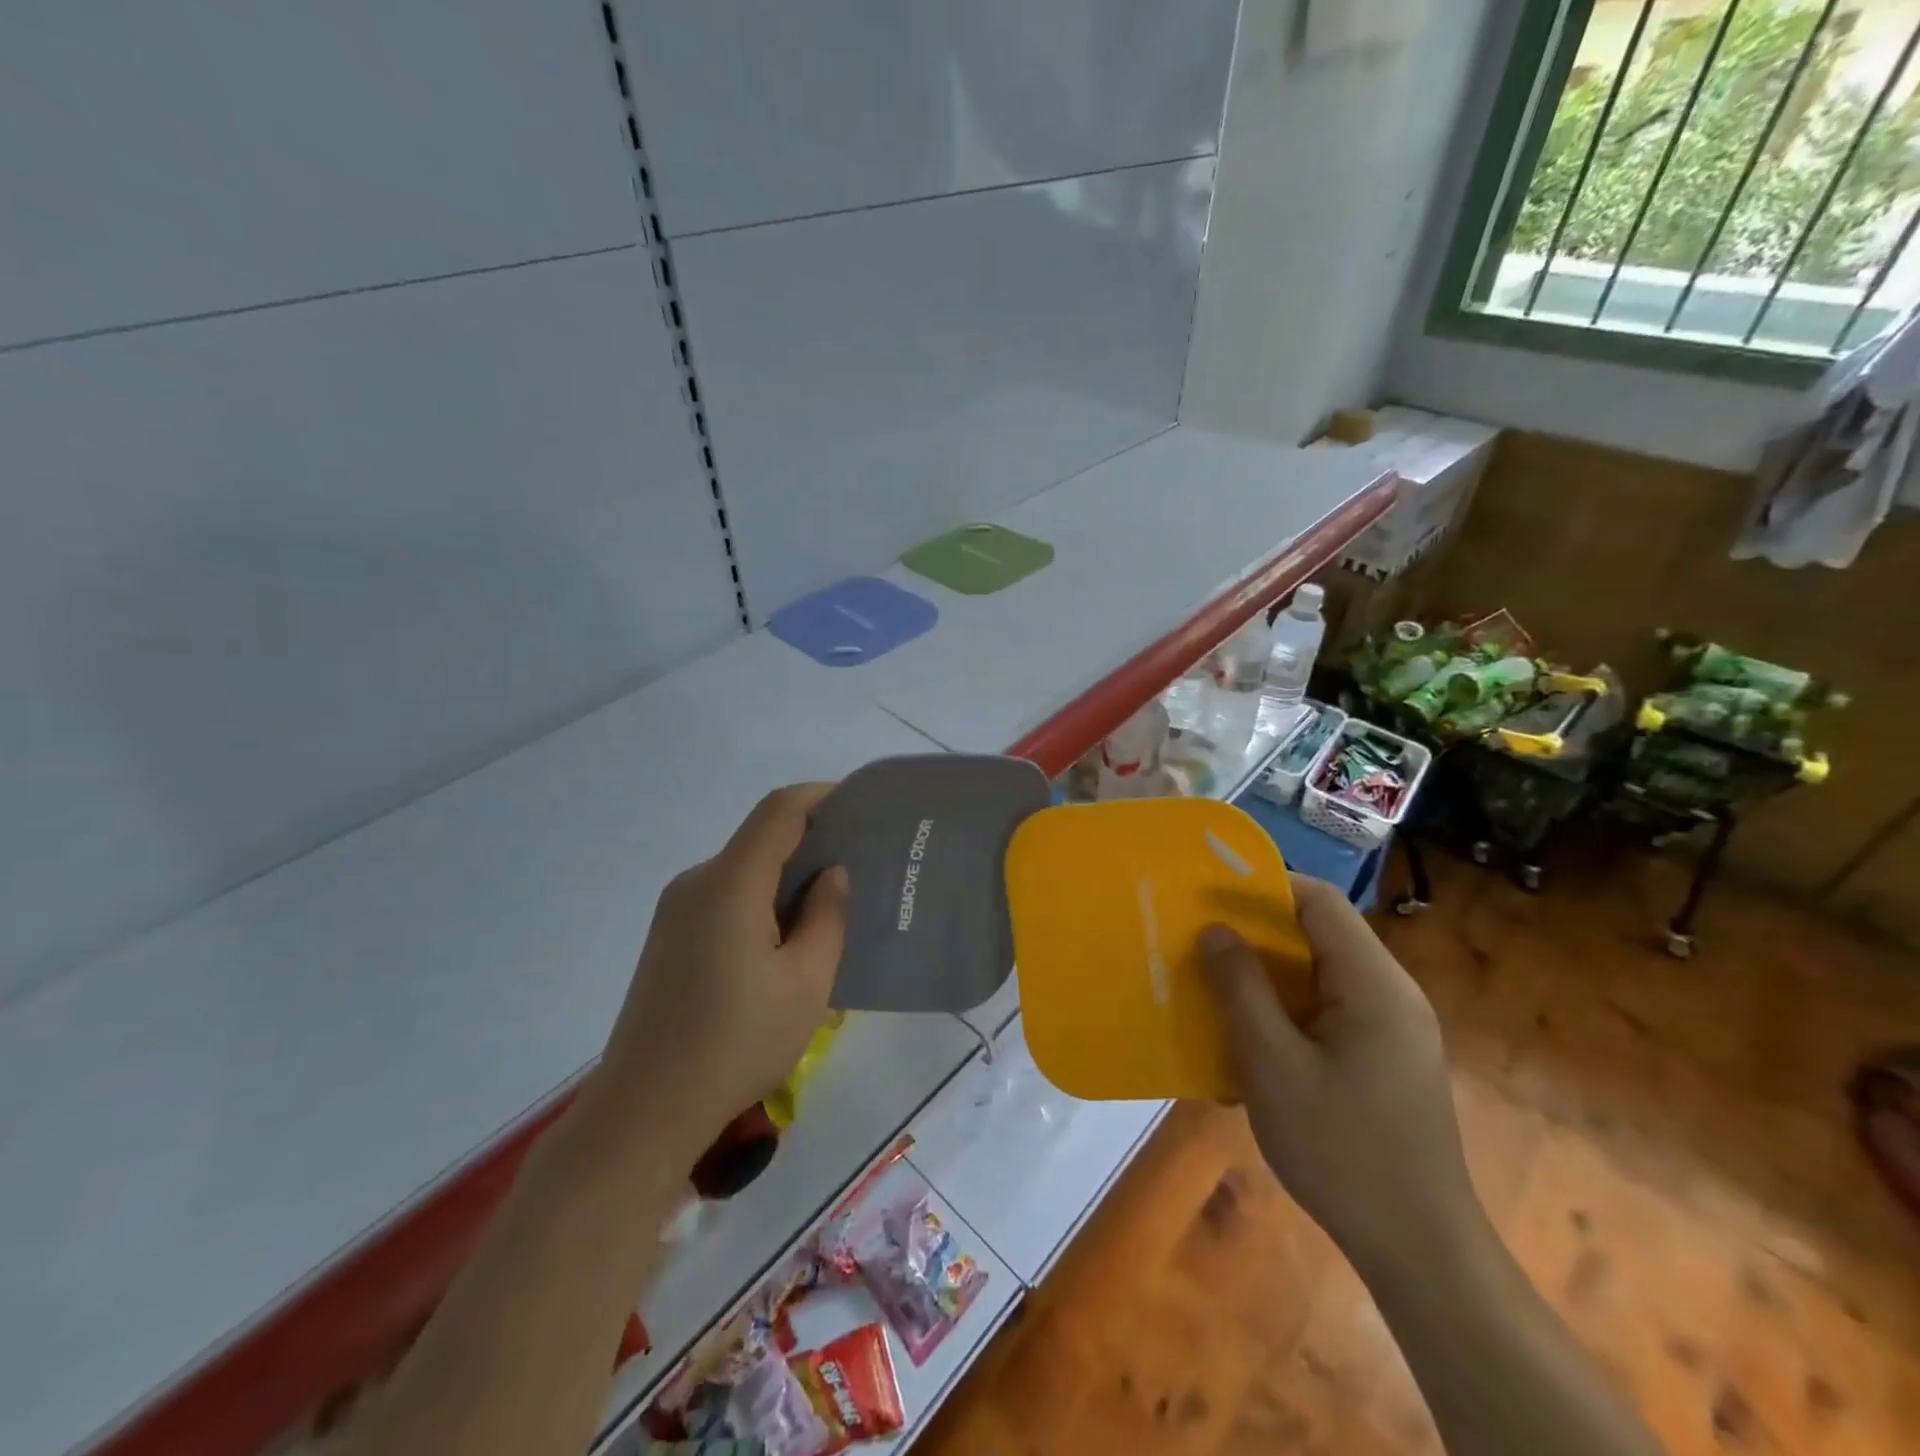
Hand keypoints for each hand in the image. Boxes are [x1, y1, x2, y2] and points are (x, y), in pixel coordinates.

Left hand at [592, 783, 848, 1163]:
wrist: (644, 1111)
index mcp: (730, 883)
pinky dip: (762, 901)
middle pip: (760, 839)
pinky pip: (725, 899)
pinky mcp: (669, 938)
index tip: (861, 808)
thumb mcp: (807, 983)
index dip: (821, 797)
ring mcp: (676, 911)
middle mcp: (697, 883)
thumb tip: (832, 873)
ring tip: (831, 907)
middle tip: (860, 867)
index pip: (779, 811)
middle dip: (812, 842)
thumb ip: (828, 917)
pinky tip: (787, 939)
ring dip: (787, 877)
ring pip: (744, 871)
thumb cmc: (737, 1044)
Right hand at [1201, 875, 1479, 1274]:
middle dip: (1258, 930)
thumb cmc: (1341, 1150)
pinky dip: (1288, 1006)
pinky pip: (1330, 1008)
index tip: (1209, 894)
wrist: (1421, 1251)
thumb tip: (1215, 929)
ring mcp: (1395, 1028)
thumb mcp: (1273, 1065)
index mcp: (1374, 983)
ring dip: (1269, 972)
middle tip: (1201, 938)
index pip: (1319, 900)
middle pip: (1321, 933)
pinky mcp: (1387, 1057)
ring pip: (1322, 972)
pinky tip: (1253, 1035)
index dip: (1264, 886)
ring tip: (1216, 982)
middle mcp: (1392, 993)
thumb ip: (1241, 989)